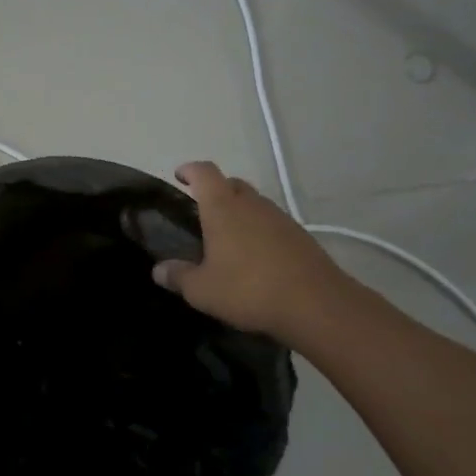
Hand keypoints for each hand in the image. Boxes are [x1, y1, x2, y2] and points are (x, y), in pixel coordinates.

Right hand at [153, 161, 368, 347]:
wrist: (317, 305)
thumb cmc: (249, 289)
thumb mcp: (202, 290)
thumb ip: (177, 276)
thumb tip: (158, 270)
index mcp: (222, 207)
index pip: (204, 172)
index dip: (189, 170)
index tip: (179, 177)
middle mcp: (251, 204)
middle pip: (231, 184)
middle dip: (215, 191)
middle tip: (201, 214)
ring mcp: (279, 217)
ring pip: (253, 203)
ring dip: (239, 212)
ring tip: (228, 240)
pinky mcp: (300, 236)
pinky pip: (272, 223)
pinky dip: (259, 231)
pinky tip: (255, 258)